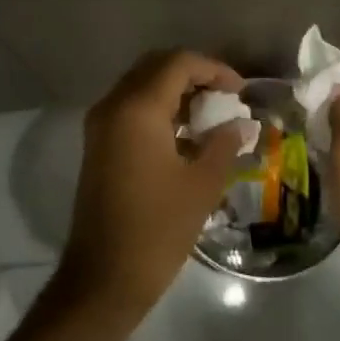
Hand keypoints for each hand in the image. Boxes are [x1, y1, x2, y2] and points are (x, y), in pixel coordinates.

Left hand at [56, 50, 246, 322]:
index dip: (214, 69)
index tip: (240, 91)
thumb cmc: (158, 229)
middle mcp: (113, 106)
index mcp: (137, 109)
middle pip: (156, 67)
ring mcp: (101, 125)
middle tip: (226, 97)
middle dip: (194, 75)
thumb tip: (241, 124)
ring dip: (175, 91)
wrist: (104, 277)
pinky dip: (158, 109)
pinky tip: (186, 134)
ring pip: (141, 86)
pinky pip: (130, 108)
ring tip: (211, 115)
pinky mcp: (98, 145)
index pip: (178, 63)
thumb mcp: (201, 185)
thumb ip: (224, 144)